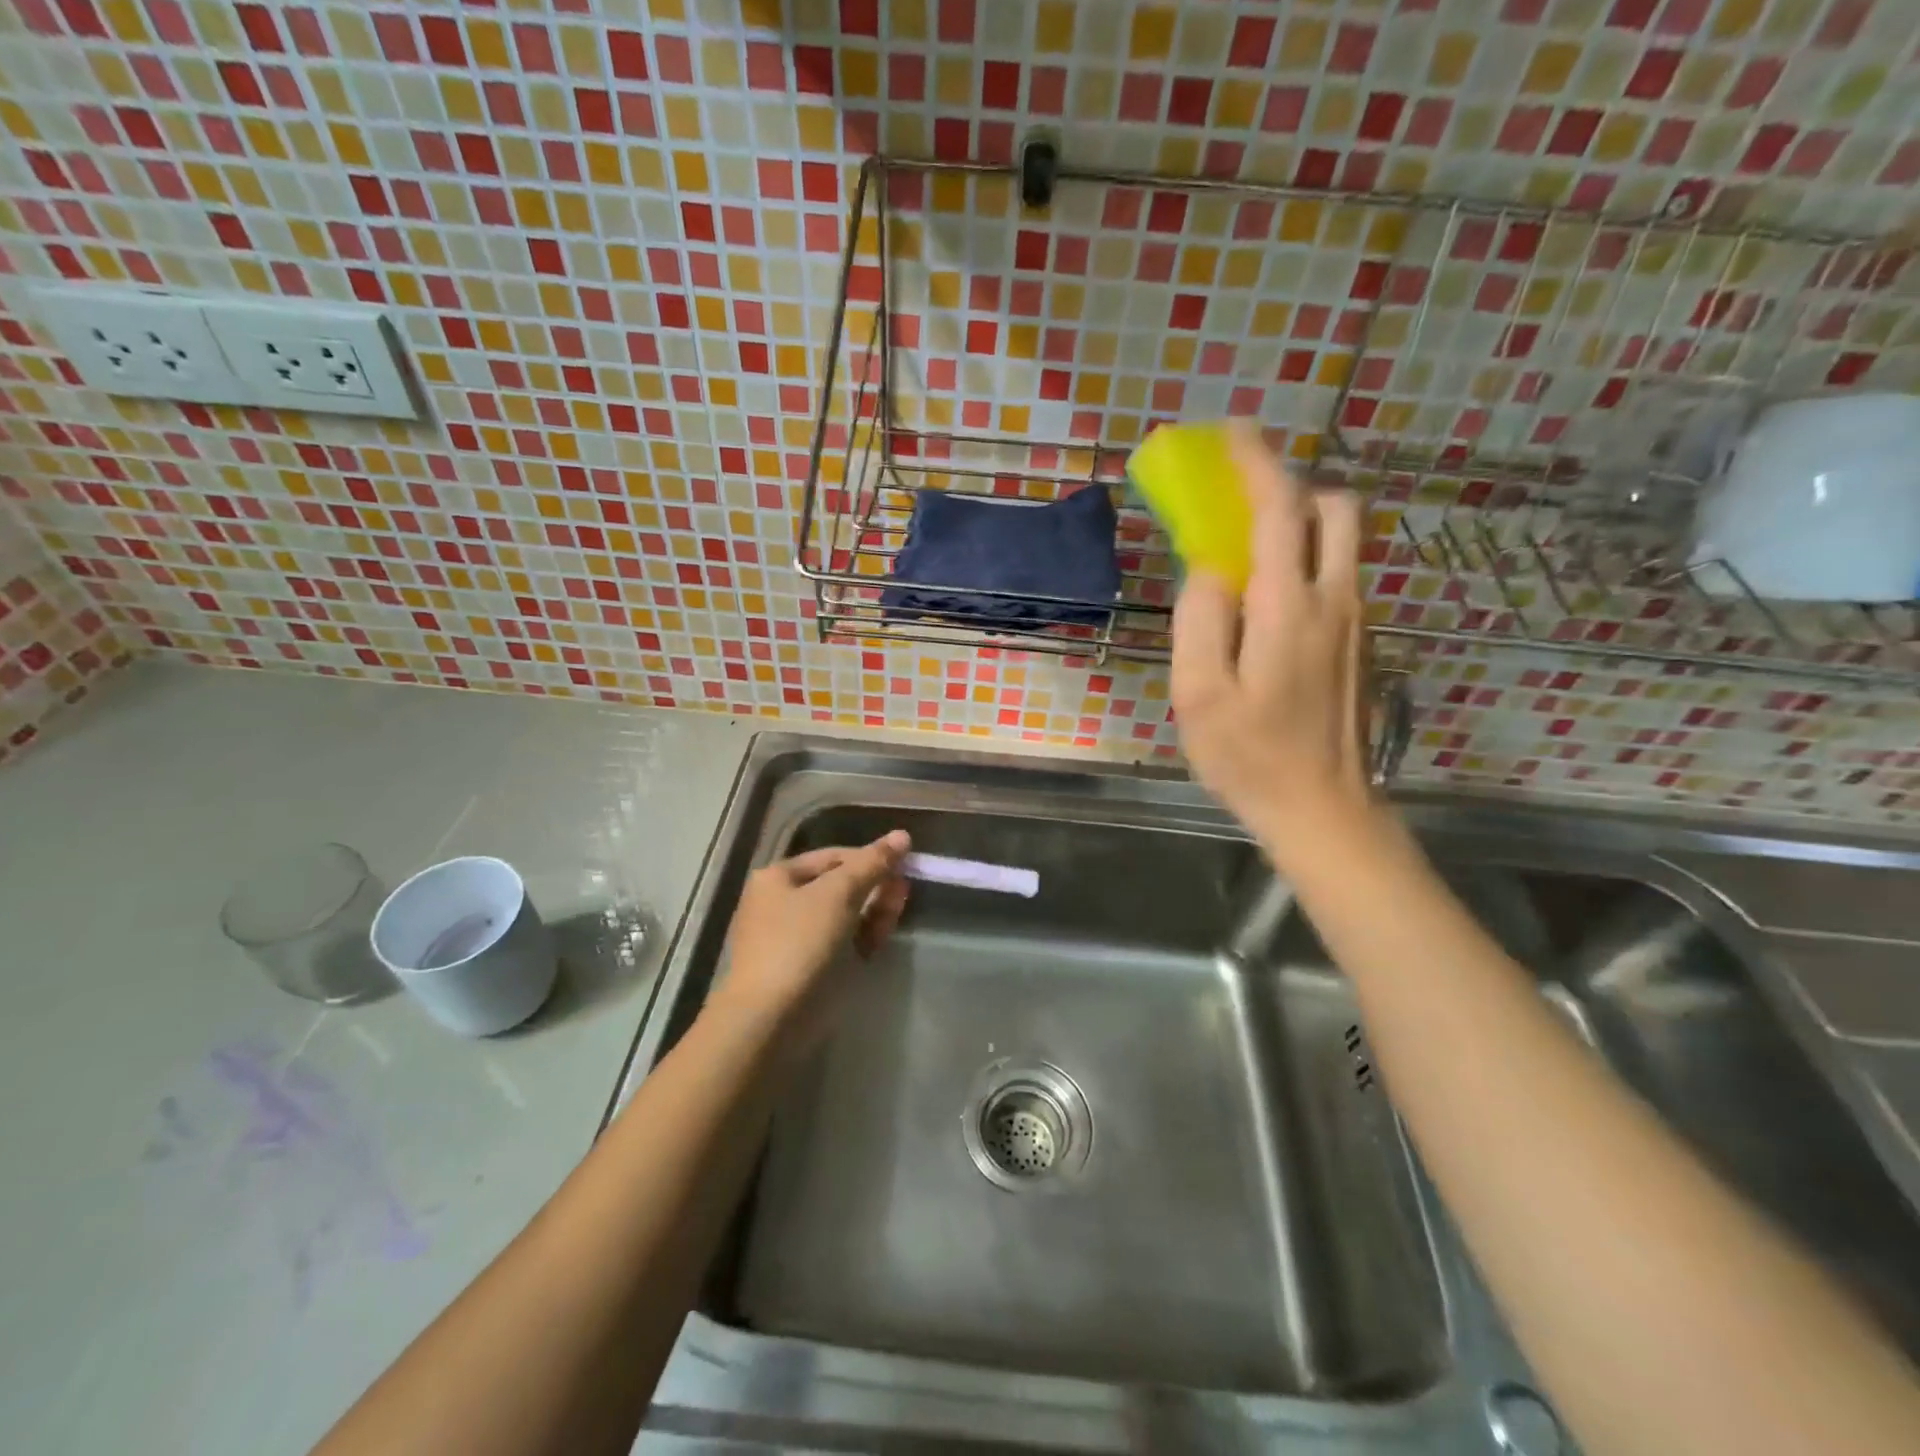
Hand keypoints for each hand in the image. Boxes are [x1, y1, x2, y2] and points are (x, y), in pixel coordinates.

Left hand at [710, 830, 910, 1048]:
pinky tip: (880, 938)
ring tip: (897, 912)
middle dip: (874, 885)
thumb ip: (872, 863)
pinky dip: (860, 936)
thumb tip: (902, 835)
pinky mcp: (806, 968)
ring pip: (842, 914)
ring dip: (872, 910)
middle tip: (905, 890)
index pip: (833, 856)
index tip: (903, 866)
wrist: (769, 1019)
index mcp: (778, 877)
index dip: (869, 857)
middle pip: (838, 884)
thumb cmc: (800, 943)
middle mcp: (781, 902)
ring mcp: (793, 937)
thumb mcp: (838, 894)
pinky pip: (839, 942)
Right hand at [1171, 424, 1372, 859]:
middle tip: (1241, 501)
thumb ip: (1201, 620)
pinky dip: (1306, 559)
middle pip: (1333, 510)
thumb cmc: (1249, 756)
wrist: (1322, 808)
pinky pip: (1337, 576)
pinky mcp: (1360, 643)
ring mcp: (1357, 622)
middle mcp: (1335, 600)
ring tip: (1247, 548)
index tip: (1232, 432)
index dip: (1256, 463)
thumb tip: (1209, 569)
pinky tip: (1266, 601)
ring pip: (1342, 542)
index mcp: (1290, 607)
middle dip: (1291, 487)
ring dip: (1299, 522)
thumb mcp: (1199, 693)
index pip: (1279, 511)